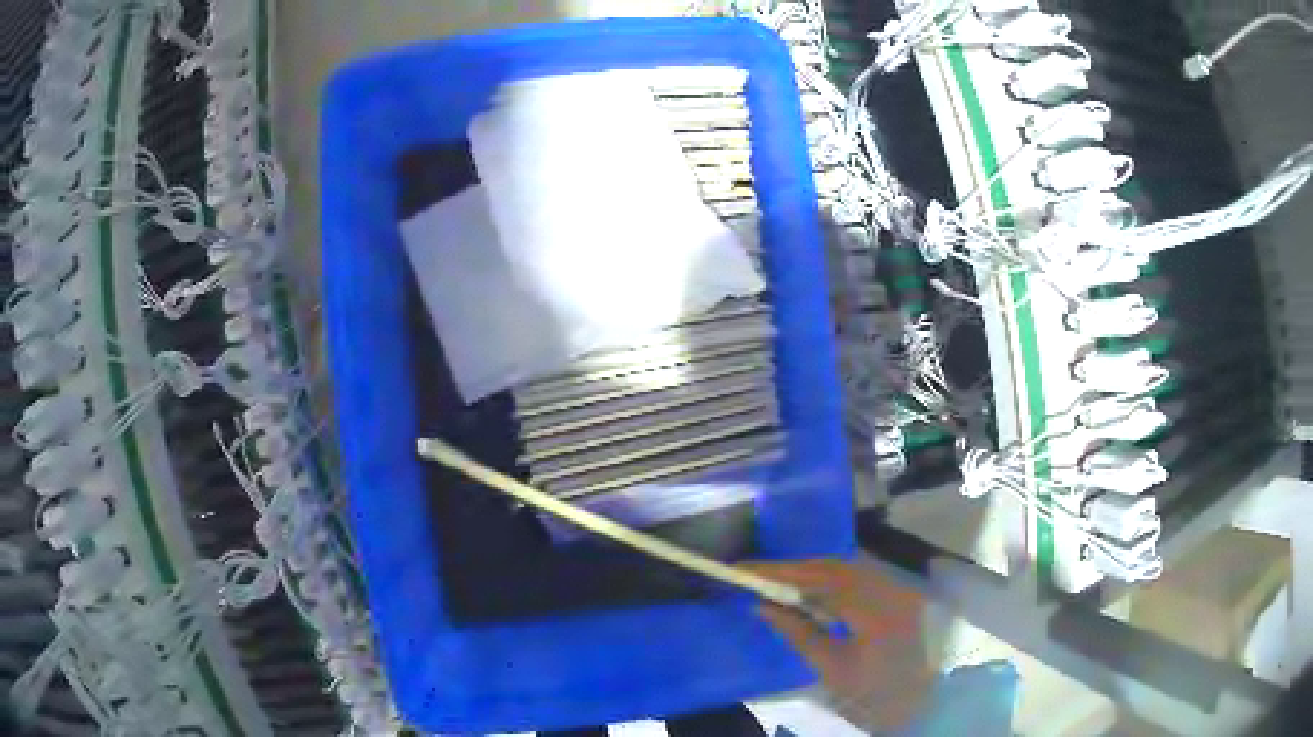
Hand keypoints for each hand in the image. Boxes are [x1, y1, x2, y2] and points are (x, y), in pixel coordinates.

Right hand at [742, 558, 936, 730]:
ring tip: (779, 582)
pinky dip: (832, 580)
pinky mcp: (900, 595)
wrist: (917, 706)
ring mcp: (899, 589)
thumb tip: (762, 605)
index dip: (781, 571)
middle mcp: (891, 589)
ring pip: (848, 569)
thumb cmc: (871, 694)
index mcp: (874, 610)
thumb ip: (797, 632)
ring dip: (812, 572)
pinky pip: (861, 578)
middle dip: (795, 568)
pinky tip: (812, 592)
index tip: (746, 568)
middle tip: (758, 574)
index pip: (820, 579)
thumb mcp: (829, 668)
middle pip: (835, 566)